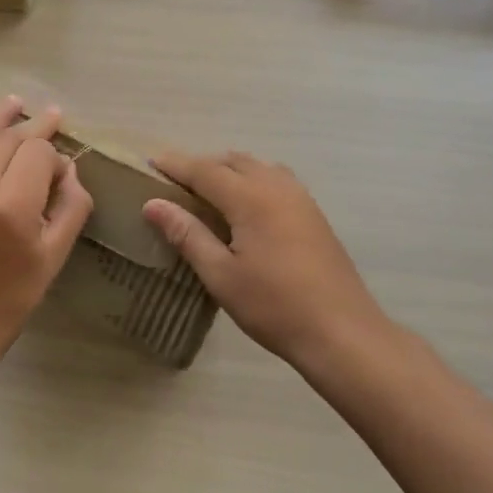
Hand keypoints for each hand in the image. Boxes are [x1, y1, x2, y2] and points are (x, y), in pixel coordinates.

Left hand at [0, 96, 93, 358]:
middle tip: (51, 115)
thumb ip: (71, 207)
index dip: (54, 155)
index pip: (38, 154)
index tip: (62, 169)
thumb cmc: (11, 295)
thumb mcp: (54, 256)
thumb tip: (69, 170)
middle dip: (32, 126)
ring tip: (15, 102)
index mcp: (11, 207)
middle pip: (7, 138)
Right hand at [143, 151, 388, 372]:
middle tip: (174, 182)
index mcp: (251, 198)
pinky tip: (245, 207)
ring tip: (207, 192)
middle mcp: (277, 188)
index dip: (176, 165)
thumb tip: (153, 204)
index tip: (150, 162)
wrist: (341, 332)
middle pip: (233, 161)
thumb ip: (187, 234)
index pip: (205, 170)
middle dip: (202, 165)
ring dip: (229, 170)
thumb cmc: (274, 306)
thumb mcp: (220, 274)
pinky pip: (276, 181)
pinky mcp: (314, 215)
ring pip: (258, 168)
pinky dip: (252, 181)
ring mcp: (301, 199)